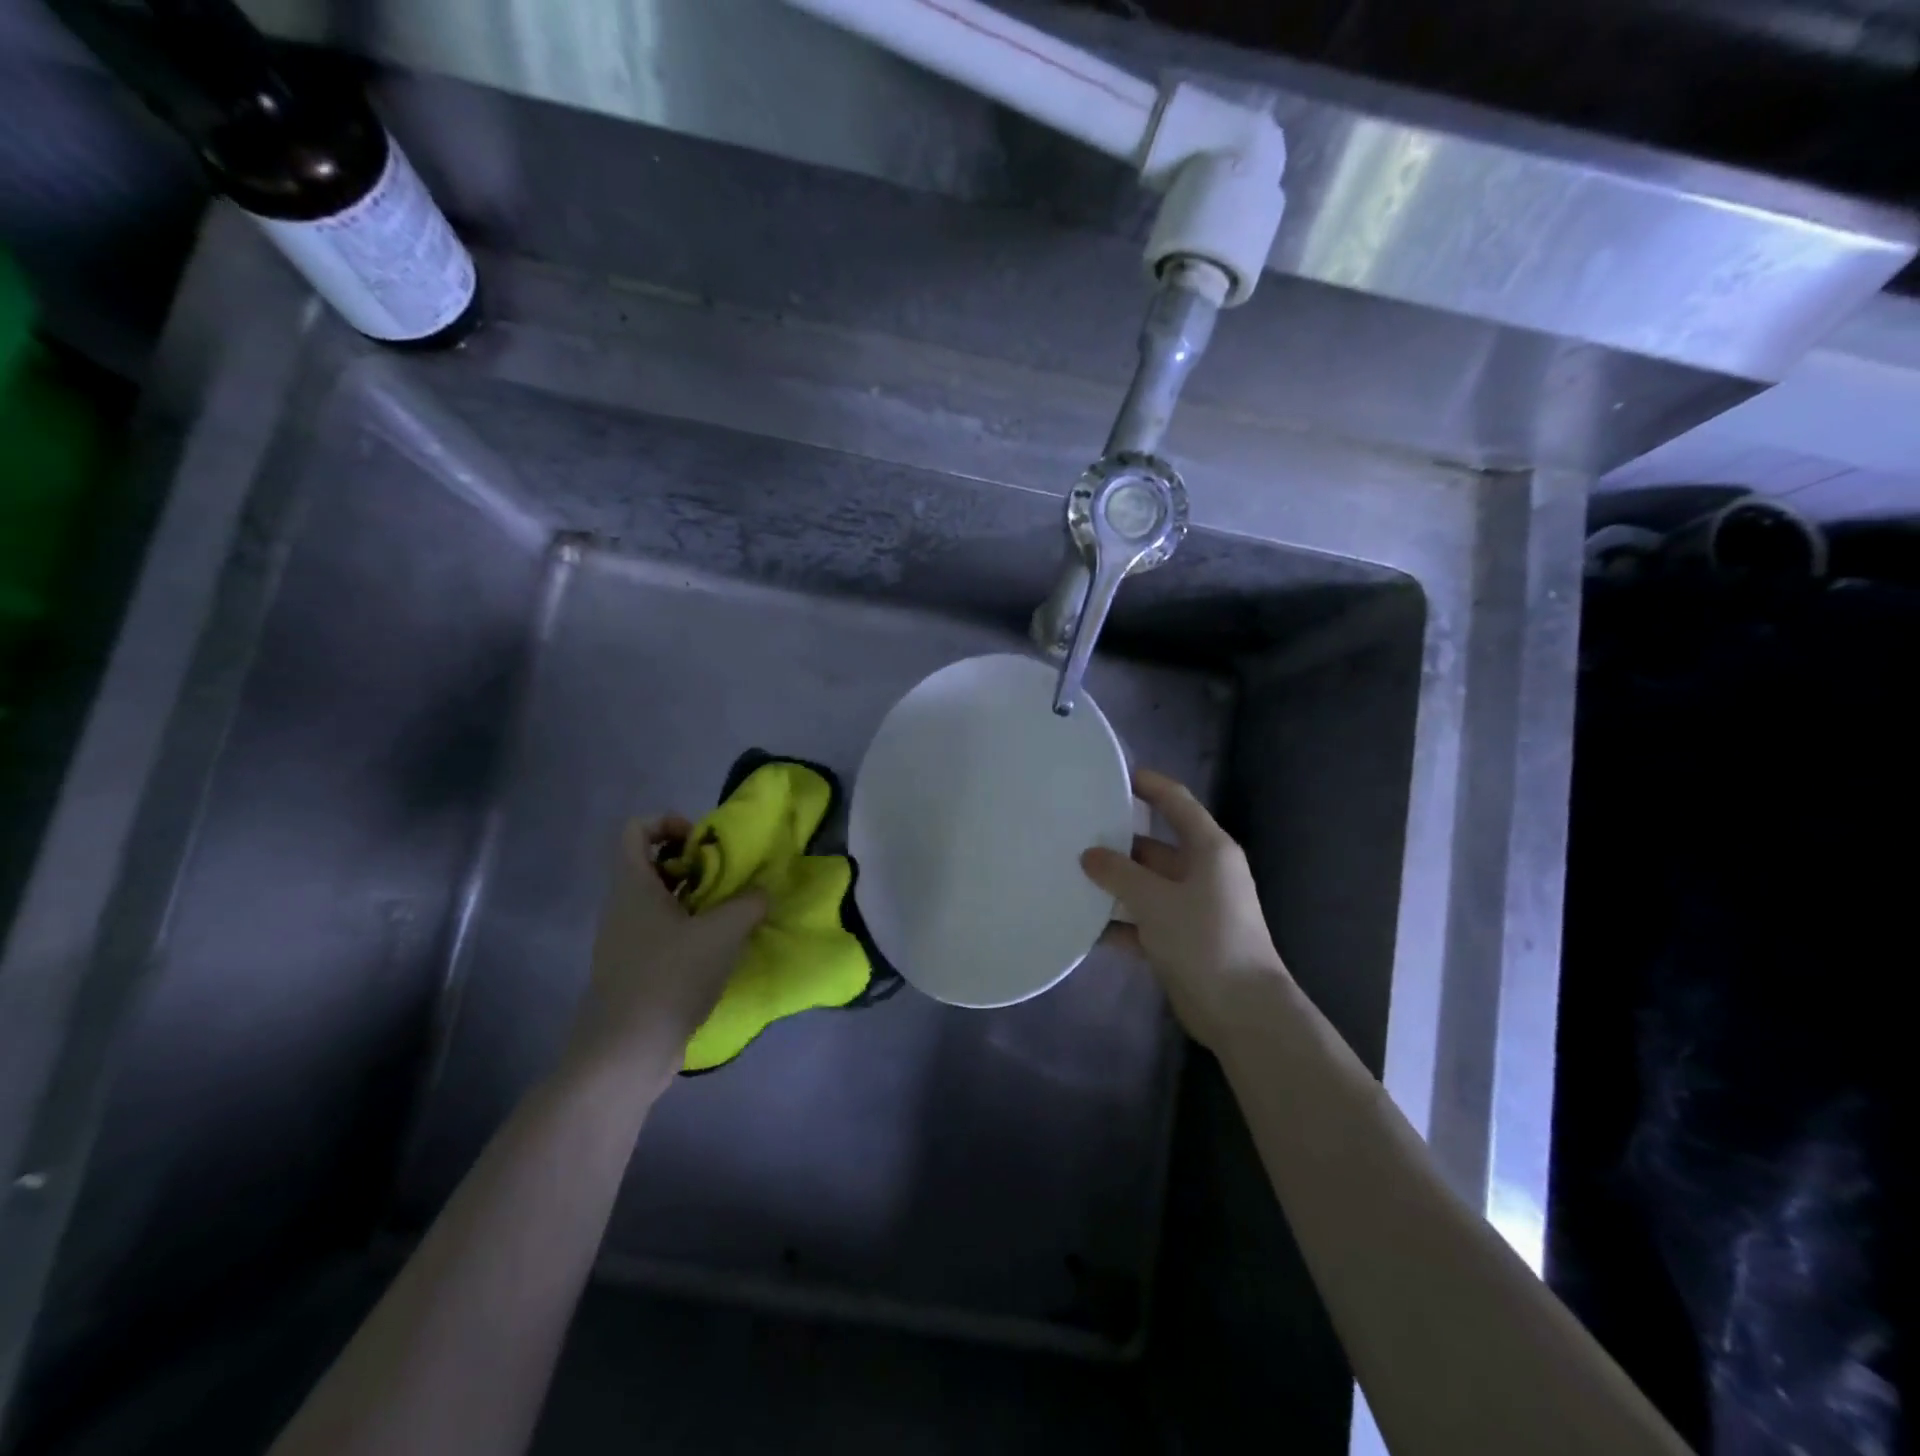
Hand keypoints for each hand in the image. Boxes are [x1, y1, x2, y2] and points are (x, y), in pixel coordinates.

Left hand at [569, 816, 766, 1088]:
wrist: (626, 1050)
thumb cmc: (671, 977)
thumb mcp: (723, 933)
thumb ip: (749, 903)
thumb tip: (761, 893)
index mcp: (633, 885)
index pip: (636, 830)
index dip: (668, 823)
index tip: (702, 844)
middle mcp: (622, 906)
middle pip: (651, 863)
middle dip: (692, 864)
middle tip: (726, 879)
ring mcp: (625, 939)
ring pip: (659, 900)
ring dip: (695, 898)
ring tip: (730, 914)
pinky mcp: (633, 968)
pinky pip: (660, 931)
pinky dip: (688, 929)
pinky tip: (718, 949)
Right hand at [1081, 769, 1290, 1052]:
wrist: (1242, 1011)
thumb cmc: (1204, 939)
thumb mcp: (1156, 900)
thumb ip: (1119, 873)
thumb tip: (1089, 855)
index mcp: (1208, 849)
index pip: (1176, 802)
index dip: (1149, 785)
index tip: (1114, 775)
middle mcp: (1201, 872)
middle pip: (1153, 845)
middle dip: (1117, 841)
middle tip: (1073, 832)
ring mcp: (1191, 907)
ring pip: (1144, 885)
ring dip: (1113, 884)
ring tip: (1068, 874)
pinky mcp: (1180, 939)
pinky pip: (1142, 921)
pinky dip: (1117, 922)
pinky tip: (1082, 925)